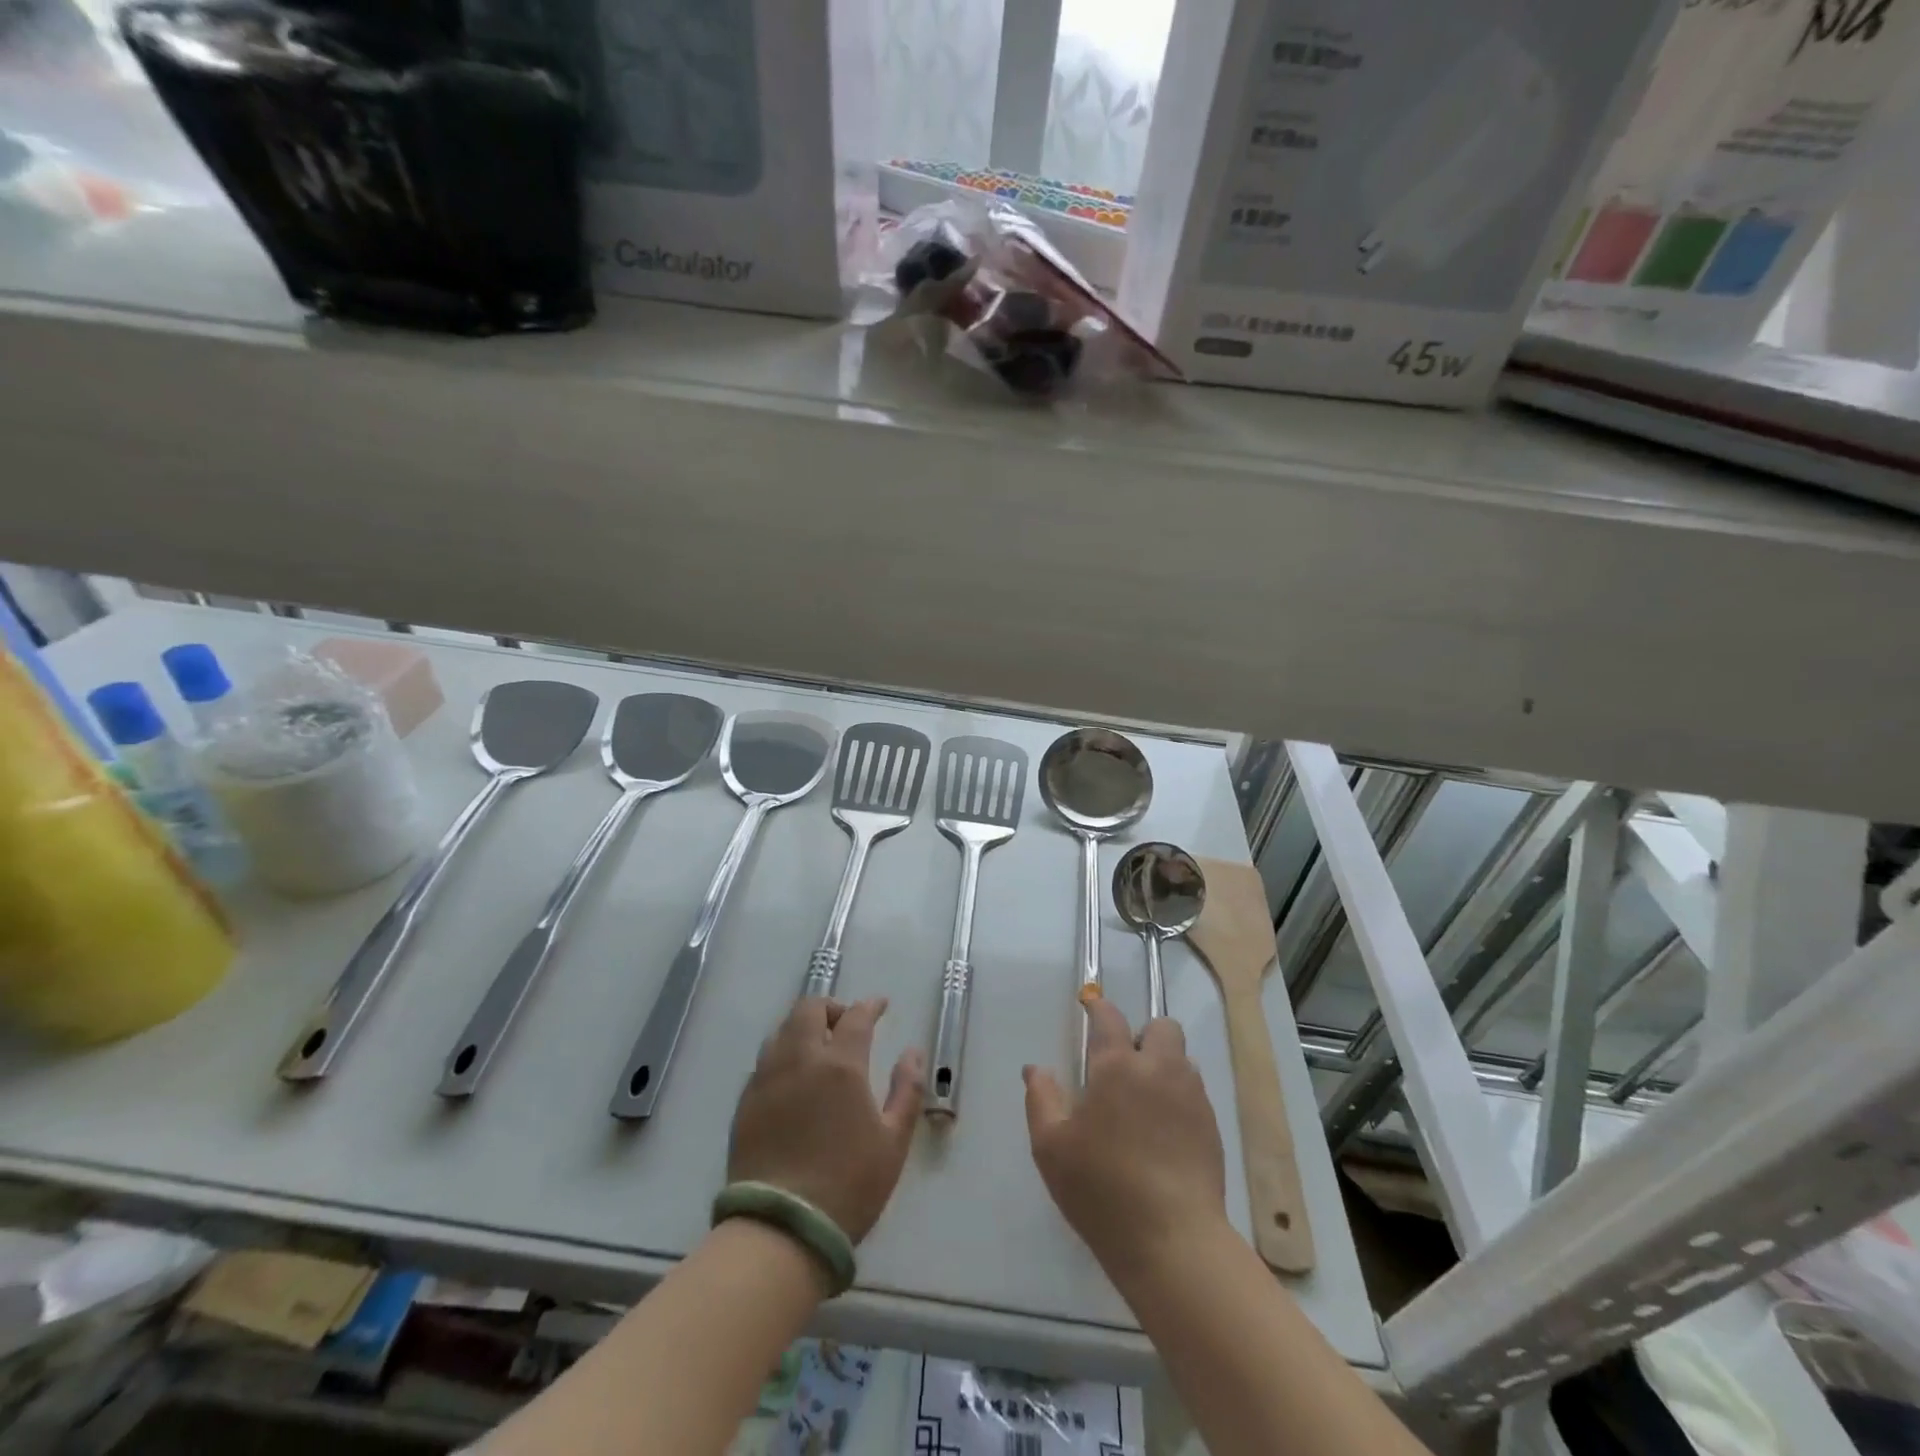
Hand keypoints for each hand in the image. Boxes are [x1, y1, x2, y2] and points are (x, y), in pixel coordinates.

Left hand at [727, 997, 923, 1242]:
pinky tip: (792, 1079)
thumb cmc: (848, 1186)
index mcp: (841, 1065)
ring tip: (817, 1050)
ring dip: (803, 1028)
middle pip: (810, 1009)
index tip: (880, 1005)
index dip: (870, 1006)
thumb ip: (907, 1090)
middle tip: (845, 1026)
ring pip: (782, 1030)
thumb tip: (912, 1052)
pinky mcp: (745, 1102)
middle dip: (831, 1008)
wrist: (780, 1230)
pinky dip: (783, 1055)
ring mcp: (767, 1078)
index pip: (856, 1017)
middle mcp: (800, 1059)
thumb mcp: (893, 1141)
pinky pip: (764, 1061)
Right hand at [1024, 998, 1229, 1285]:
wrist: (1173, 1241)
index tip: (1090, 1010)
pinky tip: (1163, 1133)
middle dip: (1144, 1036)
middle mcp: (1159, 1069)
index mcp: (1117, 1066)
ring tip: (1145, 1102)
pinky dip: (1179, 1097)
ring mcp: (1191, 1097)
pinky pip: (1195, 1092)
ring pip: (1182, 1059)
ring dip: (1164, 1066)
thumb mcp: (1051, 1148)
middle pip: (1162, 1027)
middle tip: (1124, 1069)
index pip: (1109, 1017)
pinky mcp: (1211, 1127)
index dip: (1099, 1009)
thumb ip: (1041, 1099)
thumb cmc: (1102, 1190)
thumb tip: (1035, 1069)